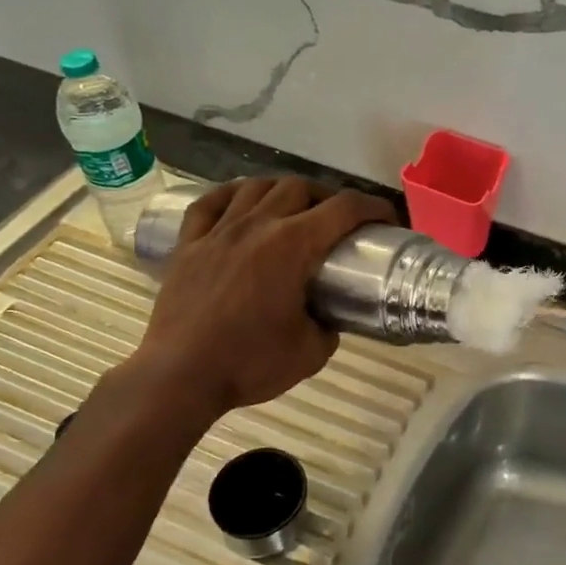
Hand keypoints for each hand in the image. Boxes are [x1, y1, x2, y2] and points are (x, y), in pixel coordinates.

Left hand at [124, 177, 395, 420]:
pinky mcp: (187, 244)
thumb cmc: (250, 364)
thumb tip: (327, 315)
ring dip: (283, 190)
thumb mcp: (312, 352)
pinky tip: (241, 201)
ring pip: (257, 186)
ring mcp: (218, 231)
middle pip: (300, 186)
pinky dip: (231, 195)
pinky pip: (210, 203)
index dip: (373, 207)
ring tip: (292, 208)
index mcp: (293, 246)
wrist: (180, 377)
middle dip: (328, 197)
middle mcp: (258, 226)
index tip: (386, 220)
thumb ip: (328, 325)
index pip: (344, 208)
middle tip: (338, 221)